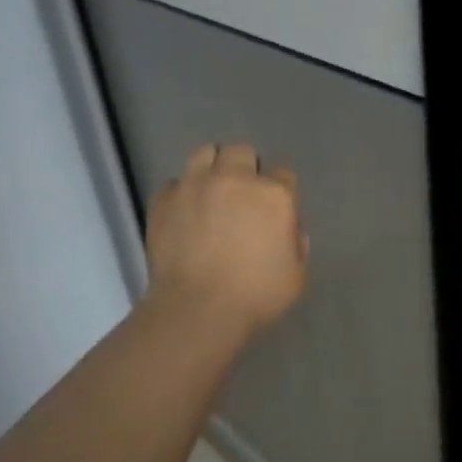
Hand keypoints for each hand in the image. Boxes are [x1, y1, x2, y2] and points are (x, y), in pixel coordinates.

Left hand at [144, 143, 307, 338]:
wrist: (197, 310)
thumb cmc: (255, 297)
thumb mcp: (296, 276)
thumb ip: (296, 244)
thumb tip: (288, 230)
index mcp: (274, 196)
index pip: (284, 174)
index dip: (280, 192)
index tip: (273, 211)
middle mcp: (235, 179)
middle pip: (242, 152)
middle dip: (245, 168)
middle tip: (241, 197)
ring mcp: (195, 185)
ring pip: (205, 153)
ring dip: (212, 168)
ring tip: (210, 192)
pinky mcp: (164, 199)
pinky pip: (174, 183)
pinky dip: (181, 194)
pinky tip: (184, 214)